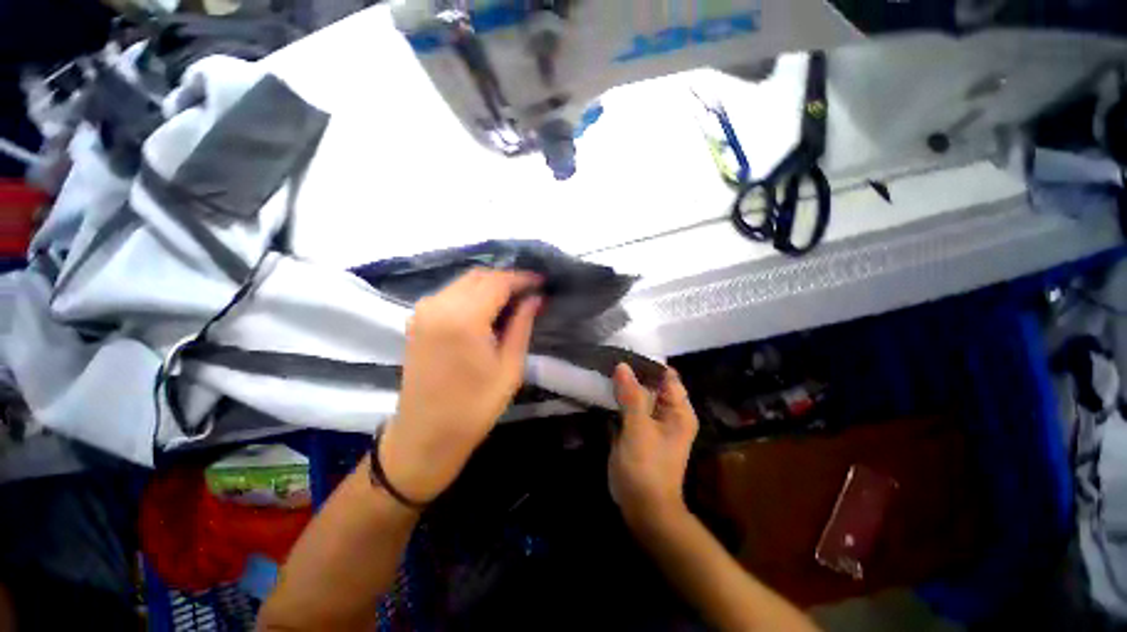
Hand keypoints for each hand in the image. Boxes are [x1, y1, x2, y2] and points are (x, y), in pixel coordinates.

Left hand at [380, 269, 541, 502]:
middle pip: (479, 276)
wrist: (425, 435)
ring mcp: (424, 311)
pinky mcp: (417, 320)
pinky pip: (450, 294)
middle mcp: (439, 305)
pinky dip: (472, 294)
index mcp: (464, 318)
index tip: (542, 282)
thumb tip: (535, 298)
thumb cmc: (474, 407)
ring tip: (513, 301)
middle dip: (507, 279)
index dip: (523, 279)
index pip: (498, 282)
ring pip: (464, 282)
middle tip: (530, 293)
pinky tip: (487, 309)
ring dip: (490, 285)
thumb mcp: (510, 367)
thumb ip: (522, 325)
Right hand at [609, 363, 698, 527]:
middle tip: (609, 360)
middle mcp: (669, 413)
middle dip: (633, 374)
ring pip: (639, 396)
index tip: (624, 353)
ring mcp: (653, 423)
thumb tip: (623, 366)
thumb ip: (632, 396)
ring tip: (604, 370)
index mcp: (678, 411)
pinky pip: (630, 408)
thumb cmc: (646, 468)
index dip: (647, 364)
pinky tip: (604, 391)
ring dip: (624, 386)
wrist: (643, 509)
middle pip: (652, 385)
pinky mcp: (639, 431)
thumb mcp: (639, 429)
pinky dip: (619, 400)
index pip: (667, 376)